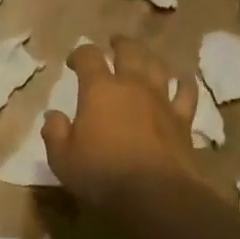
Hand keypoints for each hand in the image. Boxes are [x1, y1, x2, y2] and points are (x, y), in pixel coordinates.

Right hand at [42, 38, 199, 208]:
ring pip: (158, 66)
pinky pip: (186, 92)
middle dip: (120, 44)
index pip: (88, 56)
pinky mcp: (183, 119)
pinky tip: (182, 80)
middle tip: (114, 43)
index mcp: (99, 89)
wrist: (156, 195)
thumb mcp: (63, 159)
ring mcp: (161, 100)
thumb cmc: (103, 174)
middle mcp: (132, 85)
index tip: (73, 62)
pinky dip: (184, 83)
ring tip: (144, 56)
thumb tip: (53, 116)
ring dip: (149, 57)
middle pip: (129, 51)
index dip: (79, 54)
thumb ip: (55, 133)